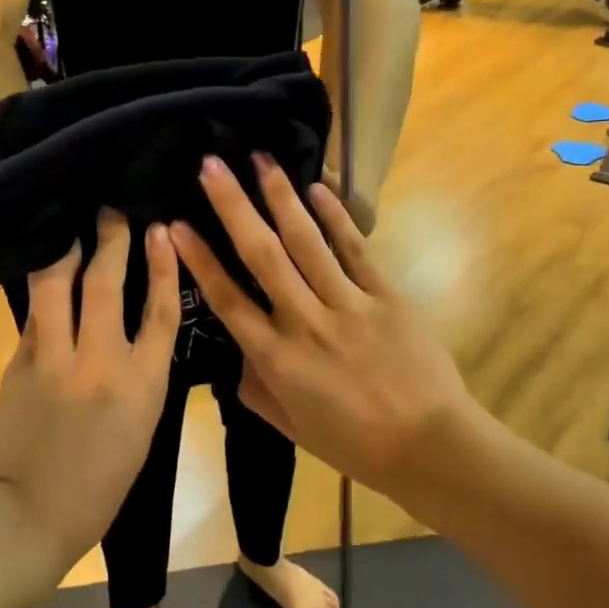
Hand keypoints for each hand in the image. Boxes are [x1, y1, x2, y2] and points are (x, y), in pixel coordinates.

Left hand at [0, 212, 180, 575]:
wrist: (33, 514)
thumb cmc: (103, 481)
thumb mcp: (143, 425)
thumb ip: (141, 370)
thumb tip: (130, 323)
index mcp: (143, 385)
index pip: (161, 310)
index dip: (162, 265)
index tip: (161, 231)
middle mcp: (100, 363)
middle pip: (108, 284)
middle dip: (112, 239)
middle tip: (112, 212)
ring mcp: (53, 360)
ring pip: (58, 285)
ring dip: (67, 250)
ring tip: (73, 229)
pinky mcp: (18, 364)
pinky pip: (34, 314)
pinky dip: (42, 290)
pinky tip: (46, 273)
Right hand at [169, 154, 472, 503]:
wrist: (431, 448)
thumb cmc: (355, 445)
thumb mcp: (292, 428)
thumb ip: (257, 391)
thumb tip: (238, 357)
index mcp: (277, 359)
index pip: (228, 300)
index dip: (200, 261)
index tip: (176, 224)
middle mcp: (306, 322)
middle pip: (262, 256)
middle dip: (234, 208)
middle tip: (211, 167)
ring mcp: (348, 305)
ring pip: (306, 243)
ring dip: (281, 198)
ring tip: (261, 159)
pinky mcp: (386, 296)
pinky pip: (355, 250)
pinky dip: (336, 218)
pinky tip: (318, 188)